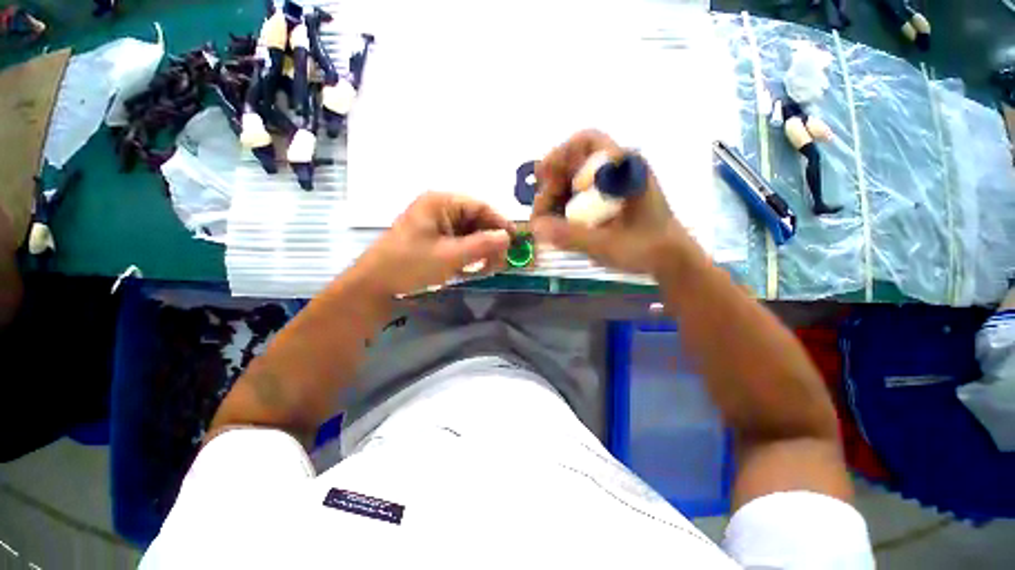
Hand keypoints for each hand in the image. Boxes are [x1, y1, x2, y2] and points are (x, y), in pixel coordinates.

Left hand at [355, 192, 514, 295]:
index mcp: (441, 202)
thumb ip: (482, 245)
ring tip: (489, 268)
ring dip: (481, 249)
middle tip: (501, 261)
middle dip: (490, 240)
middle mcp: (439, 208)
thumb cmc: (410, 265)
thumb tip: (507, 238)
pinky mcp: (433, 238)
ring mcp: (435, 224)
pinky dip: (469, 254)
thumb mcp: (450, 256)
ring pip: (469, 233)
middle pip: (475, 220)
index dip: (500, 223)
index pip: (480, 207)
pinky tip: (475, 268)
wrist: (374, 284)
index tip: (514, 241)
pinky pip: (459, 242)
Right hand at [530, 130, 693, 274]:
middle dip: (551, 185)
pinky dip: (565, 207)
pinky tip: (559, 224)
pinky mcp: (610, 199)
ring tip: (545, 222)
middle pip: (574, 163)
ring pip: (574, 180)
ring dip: (555, 198)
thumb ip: (570, 236)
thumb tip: (535, 227)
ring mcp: (613, 185)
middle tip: (540, 213)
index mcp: (623, 170)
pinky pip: (580, 196)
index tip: (541, 178)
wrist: (671, 260)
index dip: (558, 155)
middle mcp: (617, 170)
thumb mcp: (606, 244)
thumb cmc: (646, 249)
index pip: (586, 142)